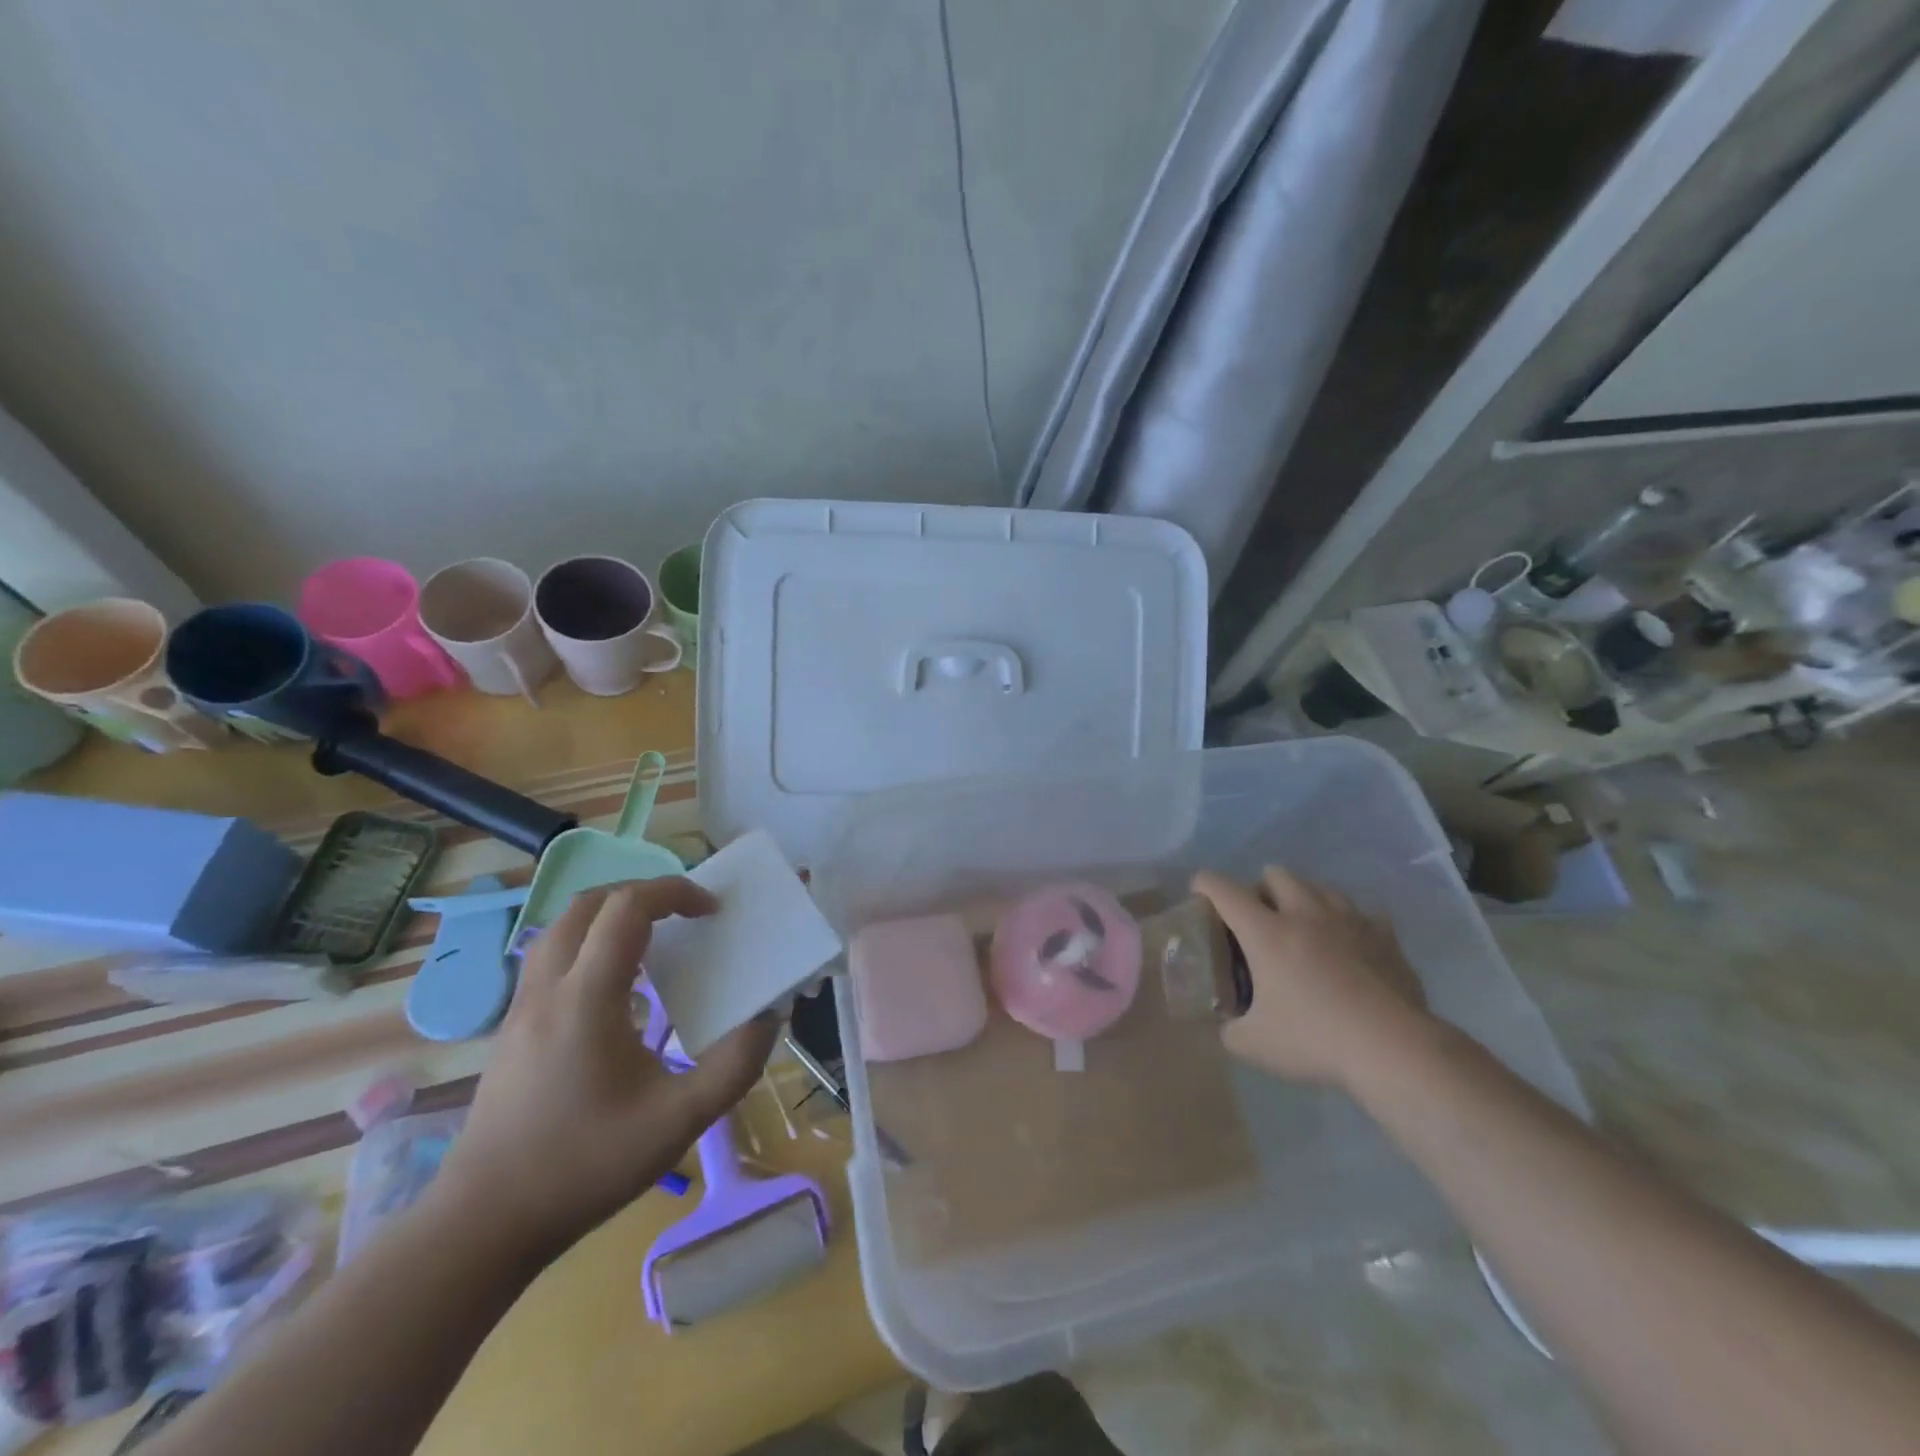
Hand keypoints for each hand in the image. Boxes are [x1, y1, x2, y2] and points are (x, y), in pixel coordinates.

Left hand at [437, 880, 777, 1258]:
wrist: (483, 1223)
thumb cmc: (584, 1165)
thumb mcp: (677, 1122)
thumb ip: (733, 1066)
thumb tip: (768, 1017)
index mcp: (587, 997)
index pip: (628, 907)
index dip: (675, 892)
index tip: (712, 910)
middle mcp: (548, 988)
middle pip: (588, 903)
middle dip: (642, 893)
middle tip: (684, 914)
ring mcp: (522, 1008)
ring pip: (561, 927)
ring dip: (609, 914)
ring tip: (652, 937)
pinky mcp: (511, 1029)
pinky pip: (551, 957)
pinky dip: (588, 943)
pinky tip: (615, 986)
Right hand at [1193, 867, 1431, 1090]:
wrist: (1395, 1050)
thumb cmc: (1315, 1040)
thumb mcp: (1252, 1045)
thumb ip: (1229, 1029)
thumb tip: (1225, 1024)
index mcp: (1265, 932)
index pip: (1221, 888)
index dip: (1203, 885)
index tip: (1199, 897)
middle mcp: (1304, 914)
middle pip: (1276, 873)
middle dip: (1260, 889)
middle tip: (1259, 922)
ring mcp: (1349, 921)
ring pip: (1320, 886)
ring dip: (1305, 899)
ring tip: (1304, 929)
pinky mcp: (1385, 937)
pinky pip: (1363, 913)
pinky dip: (1349, 923)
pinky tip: (1349, 946)